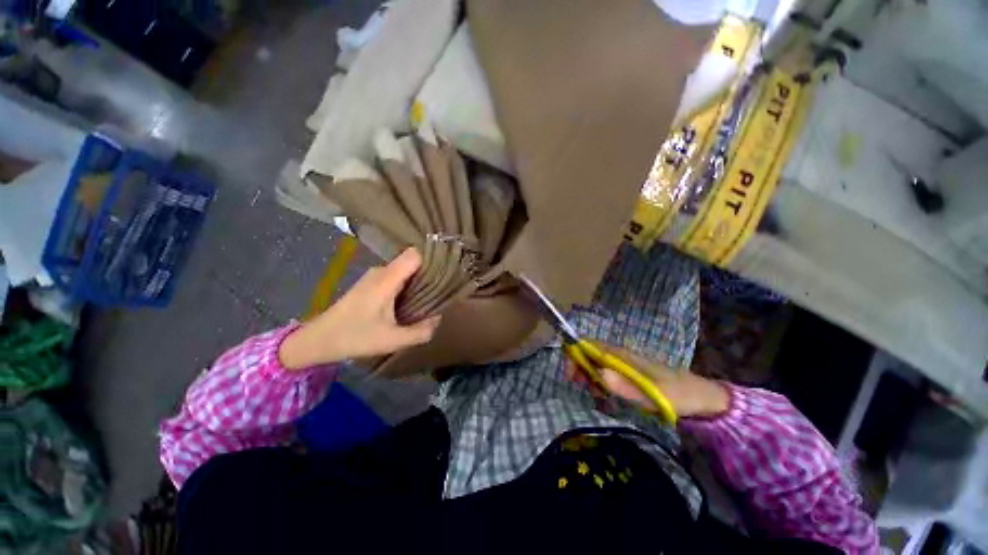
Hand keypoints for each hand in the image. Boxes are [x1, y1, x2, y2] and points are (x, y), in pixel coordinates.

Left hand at [279, 248, 441, 370]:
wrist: (318, 340)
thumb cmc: (354, 337)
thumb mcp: (392, 340)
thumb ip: (421, 331)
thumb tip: (439, 319)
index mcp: (386, 279)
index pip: (415, 255)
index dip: (433, 260)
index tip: (447, 273)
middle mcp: (381, 271)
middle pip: (412, 261)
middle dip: (429, 273)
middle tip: (443, 290)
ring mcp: (375, 276)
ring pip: (405, 270)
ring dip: (419, 281)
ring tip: (430, 297)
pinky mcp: (372, 283)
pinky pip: (397, 277)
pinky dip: (408, 286)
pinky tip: (412, 302)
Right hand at [582, 345, 729, 418]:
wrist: (701, 398)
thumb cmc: (677, 394)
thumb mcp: (652, 395)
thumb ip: (625, 387)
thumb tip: (598, 374)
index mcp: (623, 355)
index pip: (590, 345)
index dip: (575, 354)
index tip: (570, 375)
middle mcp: (620, 356)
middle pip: (590, 353)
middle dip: (579, 368)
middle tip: (580, 387)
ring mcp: (625, 364)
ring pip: (596, 363)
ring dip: (588, 376)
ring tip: (595, 395)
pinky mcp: (629, 373)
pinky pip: (606, 373)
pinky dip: (599, 382)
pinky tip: (605, 395)